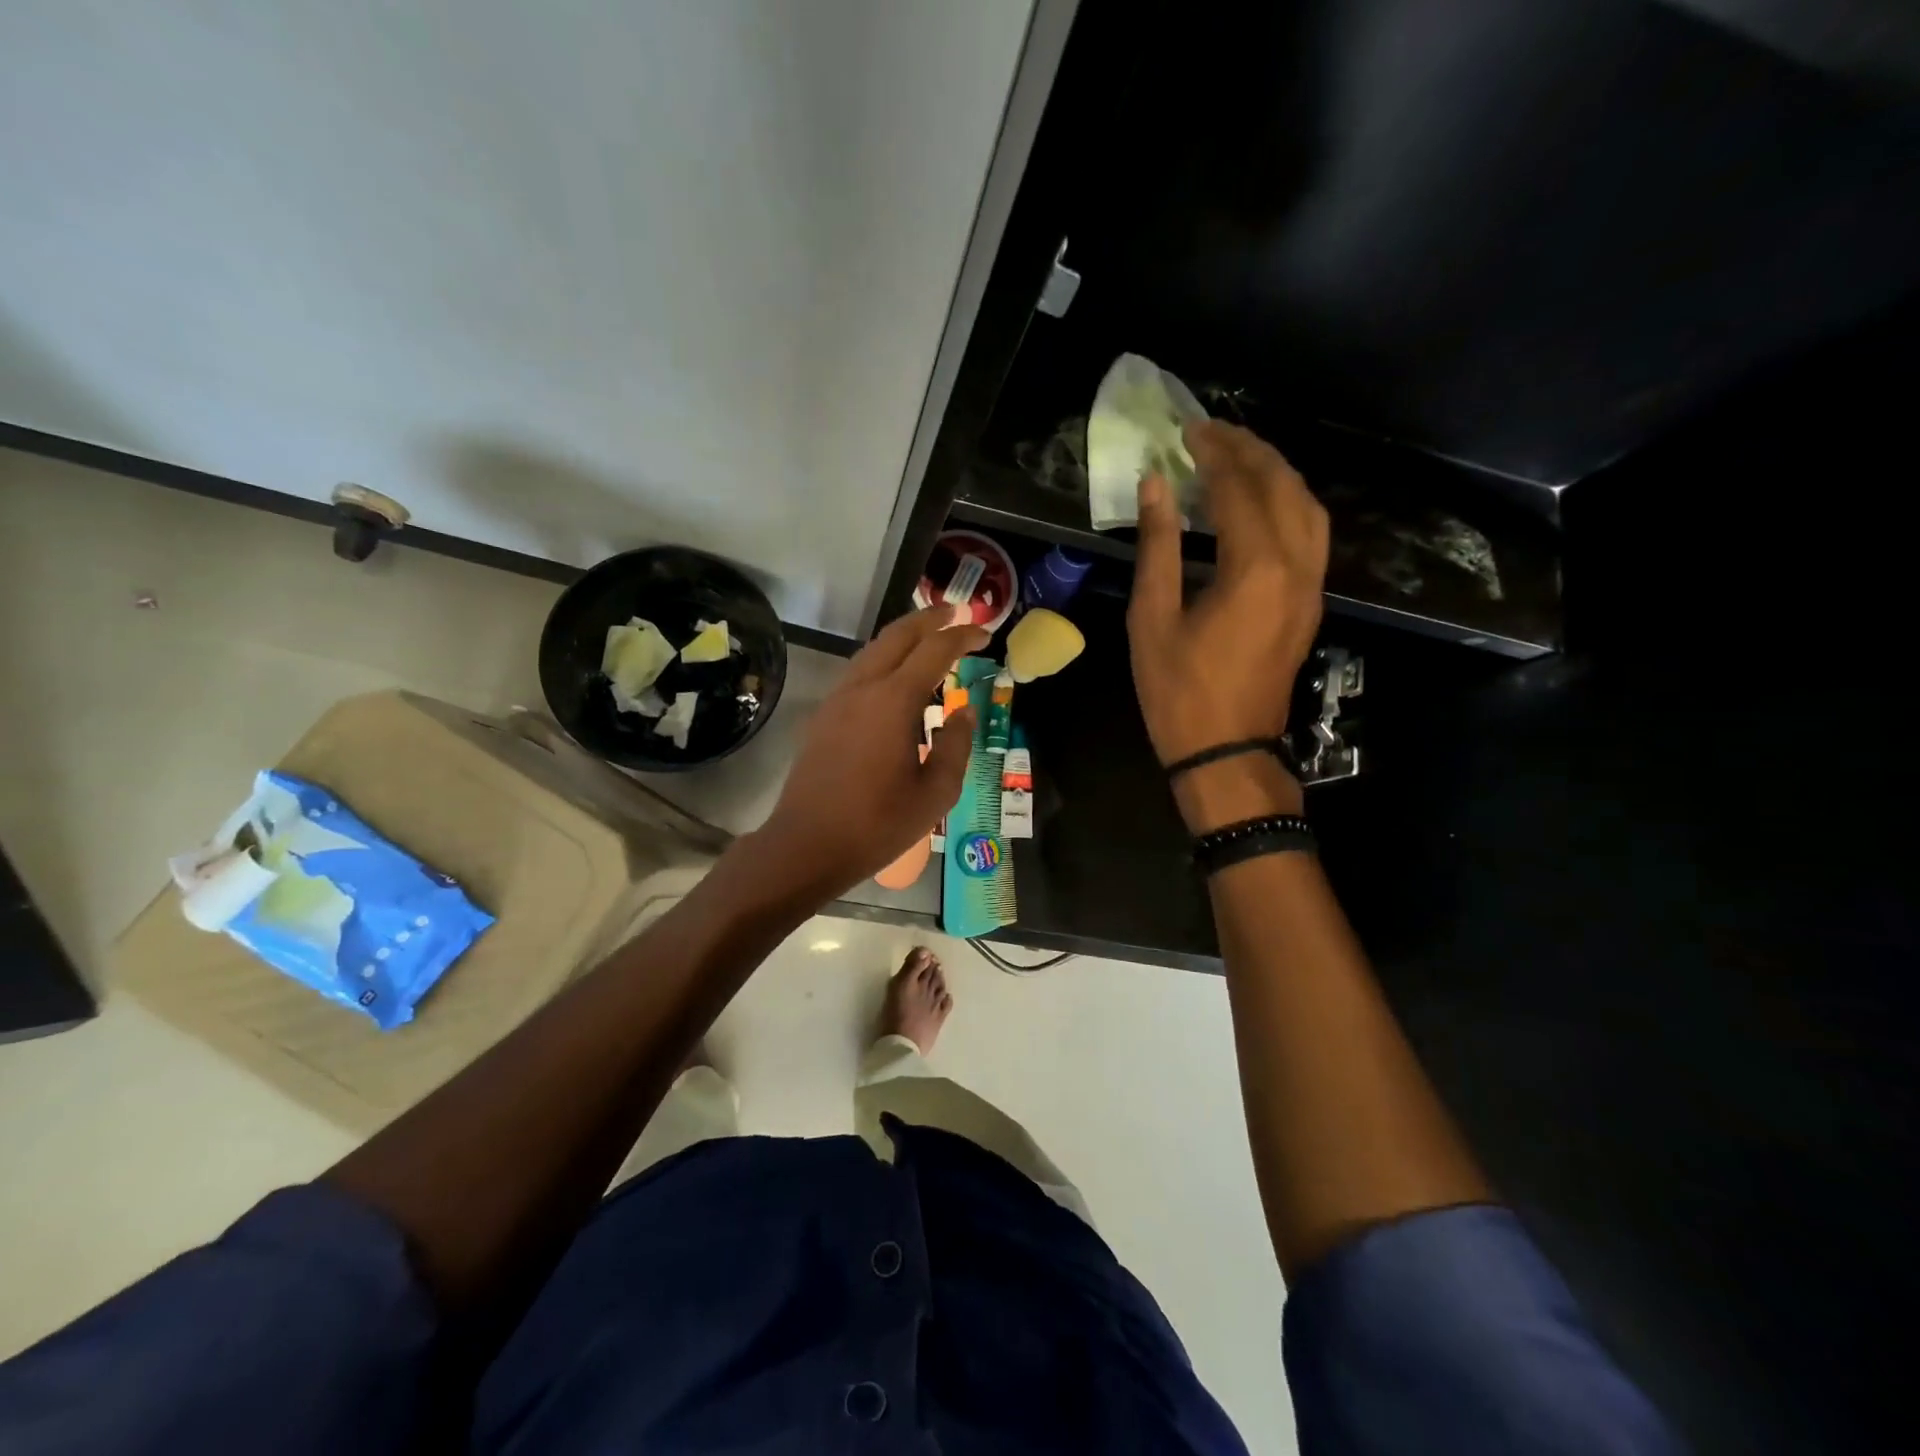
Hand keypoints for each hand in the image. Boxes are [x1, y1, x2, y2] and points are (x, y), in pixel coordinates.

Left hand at [756, 604, 986, 895]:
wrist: (806, 845)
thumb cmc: (877, 824)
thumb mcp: (935, 793)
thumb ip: (956, 746)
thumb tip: (964, 712)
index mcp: (893, 702)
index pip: (934, 651)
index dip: (962, 637)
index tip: (984, 634)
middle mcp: (862, 688)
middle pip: (897, 636)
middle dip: (929, 620)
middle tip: (956, 613)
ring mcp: (837, 700)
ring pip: (873, 650)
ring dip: (903, 637)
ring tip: (928, 638)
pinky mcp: (823, 716)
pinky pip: (858, 672)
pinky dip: (883, 659)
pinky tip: (895, 677)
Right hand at [1129, 421, 1327, 819]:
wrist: (1226, 750)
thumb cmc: (1178, 690)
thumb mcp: (1152, 618)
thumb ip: (1158, 546)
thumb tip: (1156, 486)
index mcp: (1256, 568)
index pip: (1239, 489)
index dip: (1213, 454)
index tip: (1187, 431)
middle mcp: (1297, 566)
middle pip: (1284, 486)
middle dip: (1249, 451)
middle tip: (1212, 433)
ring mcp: (1311, 586)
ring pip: (1308, 507)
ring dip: (1276, 473)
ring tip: (1238, 458)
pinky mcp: (1310, 603)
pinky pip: (1311, 534)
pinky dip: (1288, 504)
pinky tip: (1260, 504)